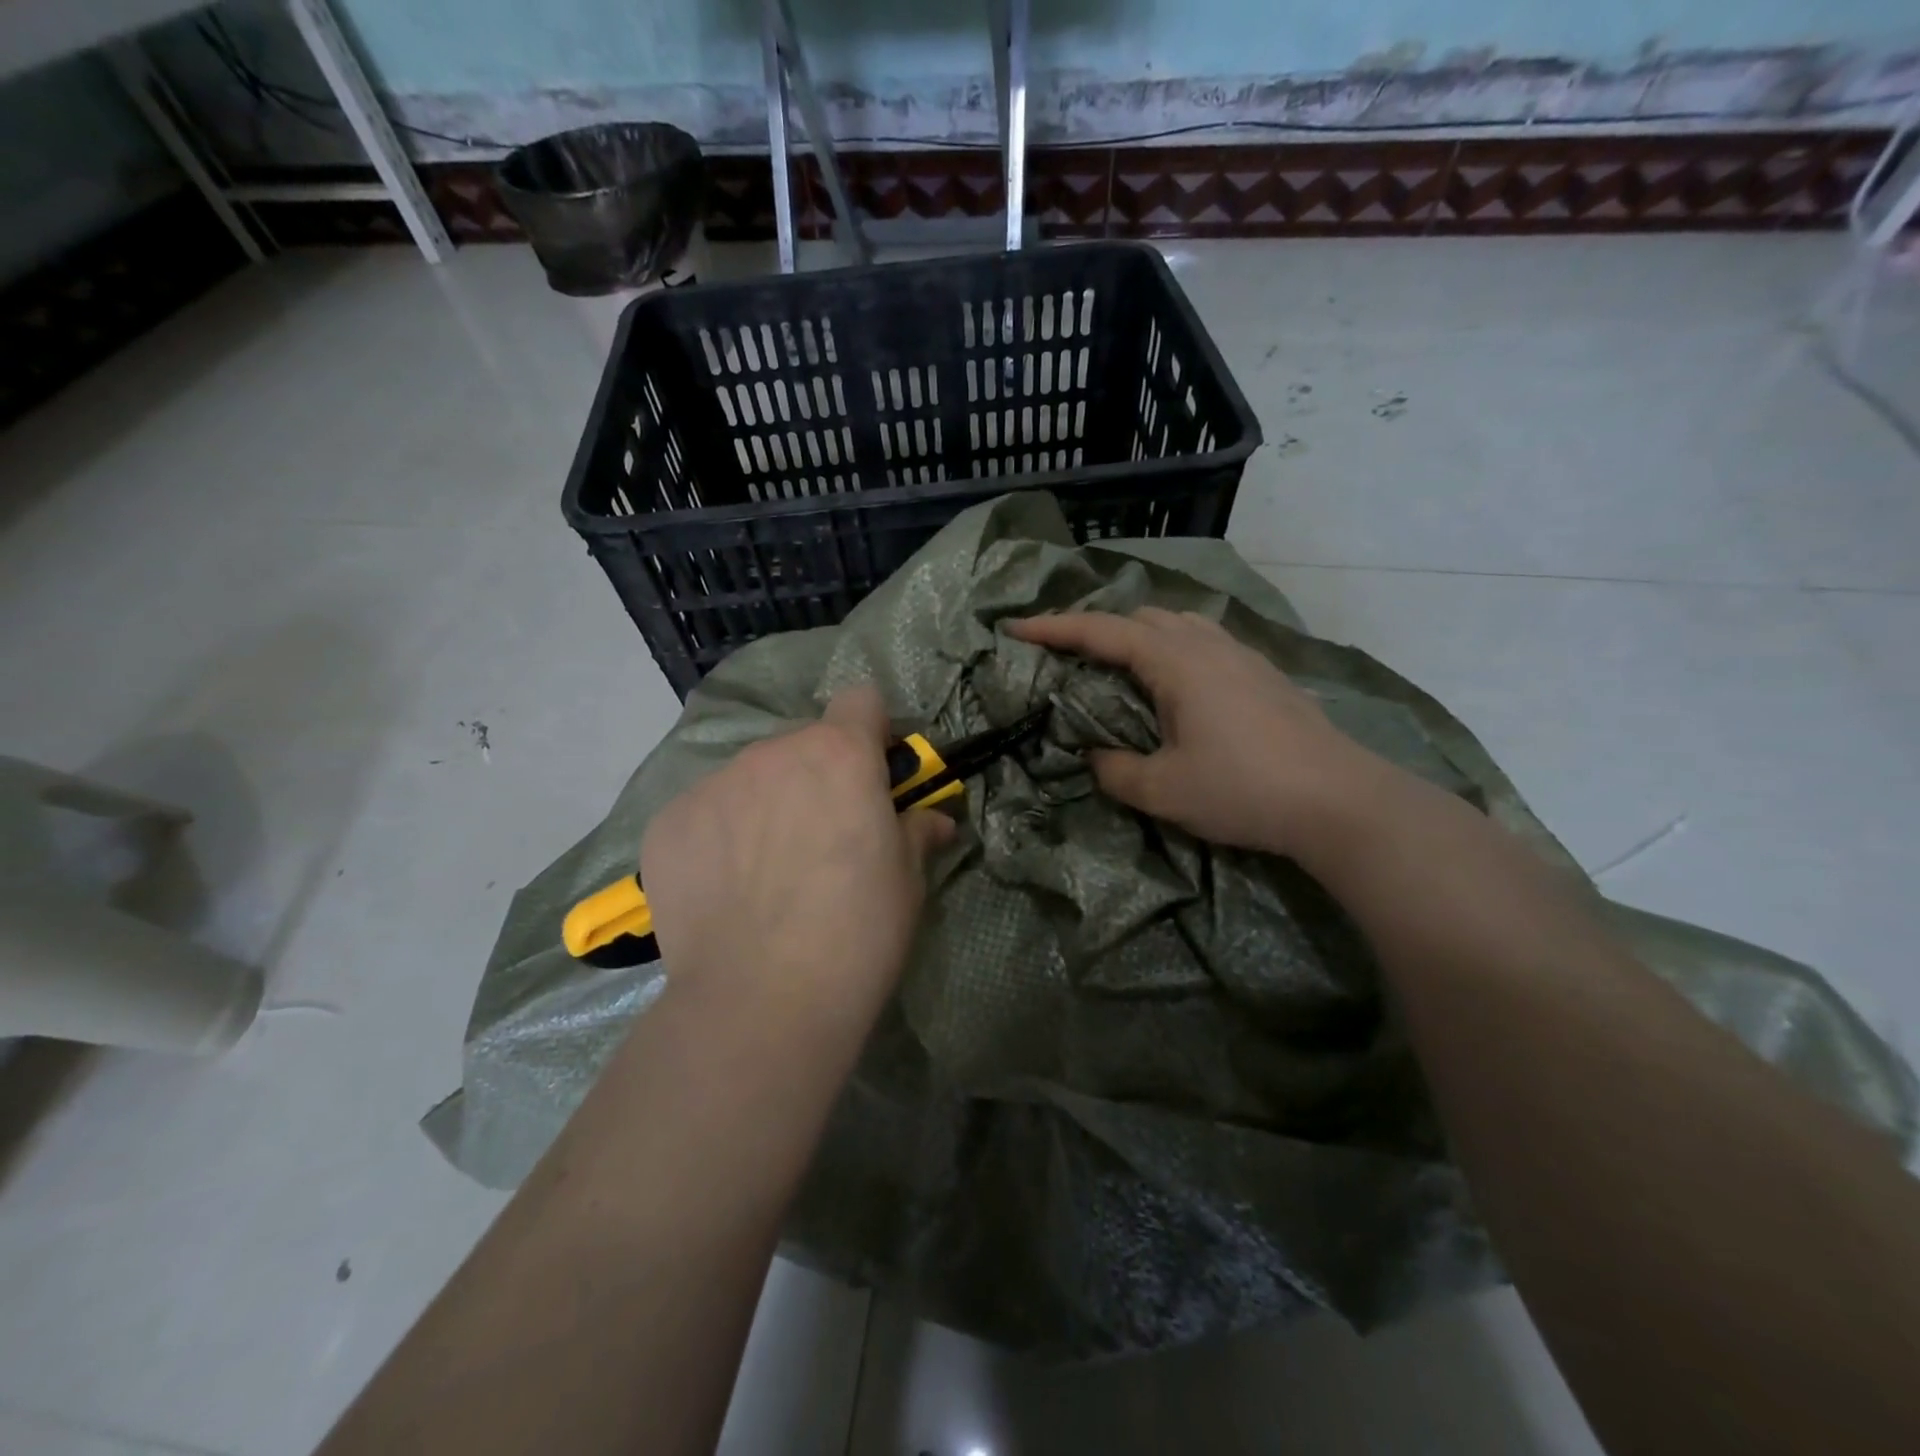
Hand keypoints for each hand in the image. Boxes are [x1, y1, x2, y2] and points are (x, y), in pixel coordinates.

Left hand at [639, 686, 955, 1018]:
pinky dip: (719, 837)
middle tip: (823, 839)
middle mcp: (773, 753)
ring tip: (767, 873)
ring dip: (767, 804)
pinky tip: (726, 891)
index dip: (873, 733)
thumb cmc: (858, 933)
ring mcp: (714, 785)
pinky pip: (706, 812)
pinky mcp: (668, 823)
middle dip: (818, 776)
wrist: (762, 1002)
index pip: (861, 701)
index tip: (875, 776)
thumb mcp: (907, 882)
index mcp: (840, 754)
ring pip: (751, 777)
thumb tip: (933, 819)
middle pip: (803, 743)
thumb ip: (916, 832)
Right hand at [1010, 608, 1393, 861]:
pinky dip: (1171, 649)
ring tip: (1118, 668)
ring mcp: (1240, 655)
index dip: (1054, 628)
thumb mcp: (1163, 790)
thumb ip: (1115, 770)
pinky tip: (1175, 685)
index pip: (1101, 631)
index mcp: (1175, 662)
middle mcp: (1206, 645)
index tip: (1016, 628)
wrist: (1339, 800)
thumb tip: (1096, 757)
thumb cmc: (1243, 789)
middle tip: (1068, 657)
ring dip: (1138, 636)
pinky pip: (1203, 642)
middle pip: (1140, 617)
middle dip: (1096, 629)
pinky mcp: (1262, 673)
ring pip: (1177, 624)